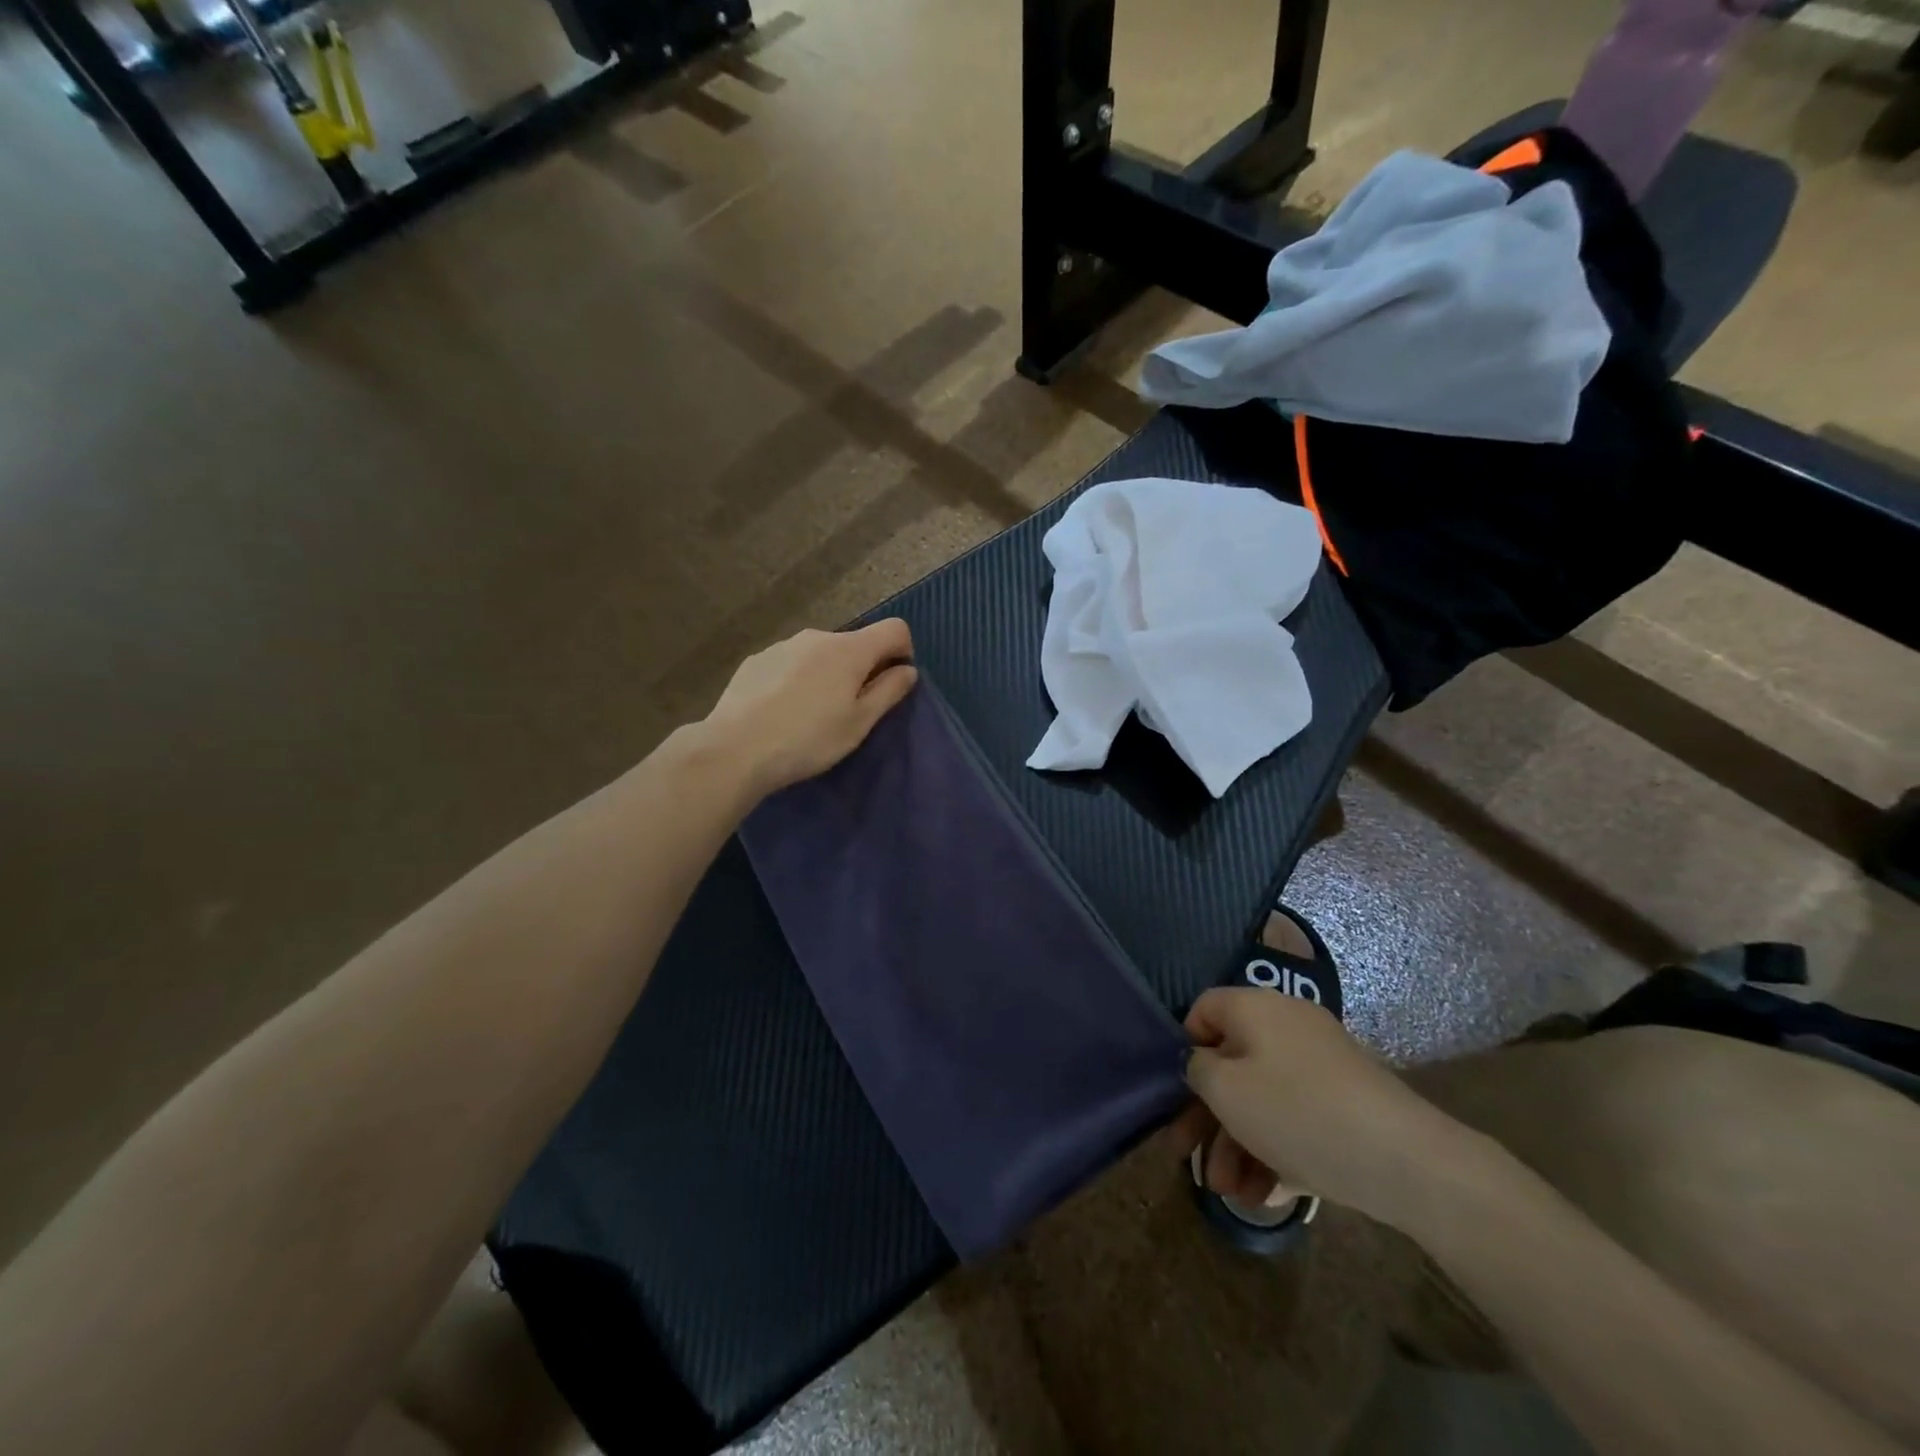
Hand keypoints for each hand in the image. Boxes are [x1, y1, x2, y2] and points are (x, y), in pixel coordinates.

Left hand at [703, 620, 918, 800]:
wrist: (735, 749)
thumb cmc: (808, 739)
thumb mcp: (859, 723)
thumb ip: (888, 691)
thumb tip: (908, 670)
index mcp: (849, 650)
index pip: (895, 628)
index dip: (903, 652)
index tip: (892, 685)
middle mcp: (817, 636)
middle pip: (855, 643)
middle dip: (862, 668)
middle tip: (850, 710)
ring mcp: (783, 645)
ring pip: (821, 653)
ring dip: (828, 673)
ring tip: (812, 713)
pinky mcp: (757, 659)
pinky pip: (791, 662)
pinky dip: (798, 678)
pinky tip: (782, 710)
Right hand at [1173, 988, 1473, 1227]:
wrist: (1405, 1160)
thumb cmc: (1297, 1111)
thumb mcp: (1226, 1090)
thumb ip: (1197, 1069)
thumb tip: (1199, 1062)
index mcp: (1255, 1008)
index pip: (1204, 1010)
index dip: (1183, 1047)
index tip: (1174, 1091)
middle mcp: (1287, 1025)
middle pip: (1230, 1063)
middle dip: (1206, 1115)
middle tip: (1186, 1156)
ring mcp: (1320, 1065)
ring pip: (1261, 1098)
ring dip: (1237, 1144)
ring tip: (1230, 1195)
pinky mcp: (1345, 1103)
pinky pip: (1294, 1118)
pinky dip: (1274, 1150)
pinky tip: (1264, 1196)